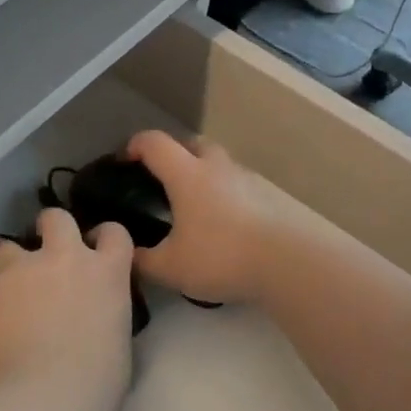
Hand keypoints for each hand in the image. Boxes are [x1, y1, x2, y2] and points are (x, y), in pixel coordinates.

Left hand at [0, 210, 134, 388]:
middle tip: (46, 250)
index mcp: (106, 272)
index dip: (104, 237)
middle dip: (50, 227)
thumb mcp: (116, 340)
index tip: (97, 248)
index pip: (114, 234)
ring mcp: (20, 271)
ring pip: (5, 247)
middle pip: (56, 218)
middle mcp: (63, 259)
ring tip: (4, 292)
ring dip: (5, 264)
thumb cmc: (96, 380)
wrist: (43, 395)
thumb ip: (102, 314)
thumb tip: (90, 318)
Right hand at [124, 131, 310, 304]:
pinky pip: (236, 185)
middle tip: (159, 180)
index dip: (134, 145)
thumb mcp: (170, 267)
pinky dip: (222, 194)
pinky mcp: (266, 198)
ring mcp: (245, 180)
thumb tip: (126, 254)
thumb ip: (142, 260)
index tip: (123, 160)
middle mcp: (216, 167)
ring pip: (218, 163)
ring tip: (190, 205)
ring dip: (201, 173)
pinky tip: (219, 223)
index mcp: (187, 174)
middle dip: (172, 154)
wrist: (287, 263)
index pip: (154, 143)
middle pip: (192, 143)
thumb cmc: (220, 256)